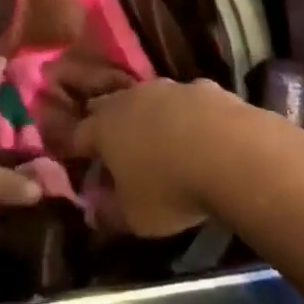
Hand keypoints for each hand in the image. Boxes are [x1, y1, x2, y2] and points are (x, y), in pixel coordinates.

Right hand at [71, 77, 245, 236]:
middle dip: (104, 122)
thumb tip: (92, 210)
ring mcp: (166, 87)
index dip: (74, 149)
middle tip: (110, 144)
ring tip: (153, 137)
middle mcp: (130, 98)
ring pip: (146, 98)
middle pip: (107, 105)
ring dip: (145, 115)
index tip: (74, 160)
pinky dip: (182, 114)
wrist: (229, 151)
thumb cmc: (170, 188)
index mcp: (105, 128)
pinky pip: (183, 101)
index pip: (78, 134)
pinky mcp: (200, 86)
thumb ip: (108, 213)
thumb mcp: (134, 217)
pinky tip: (196, 132)